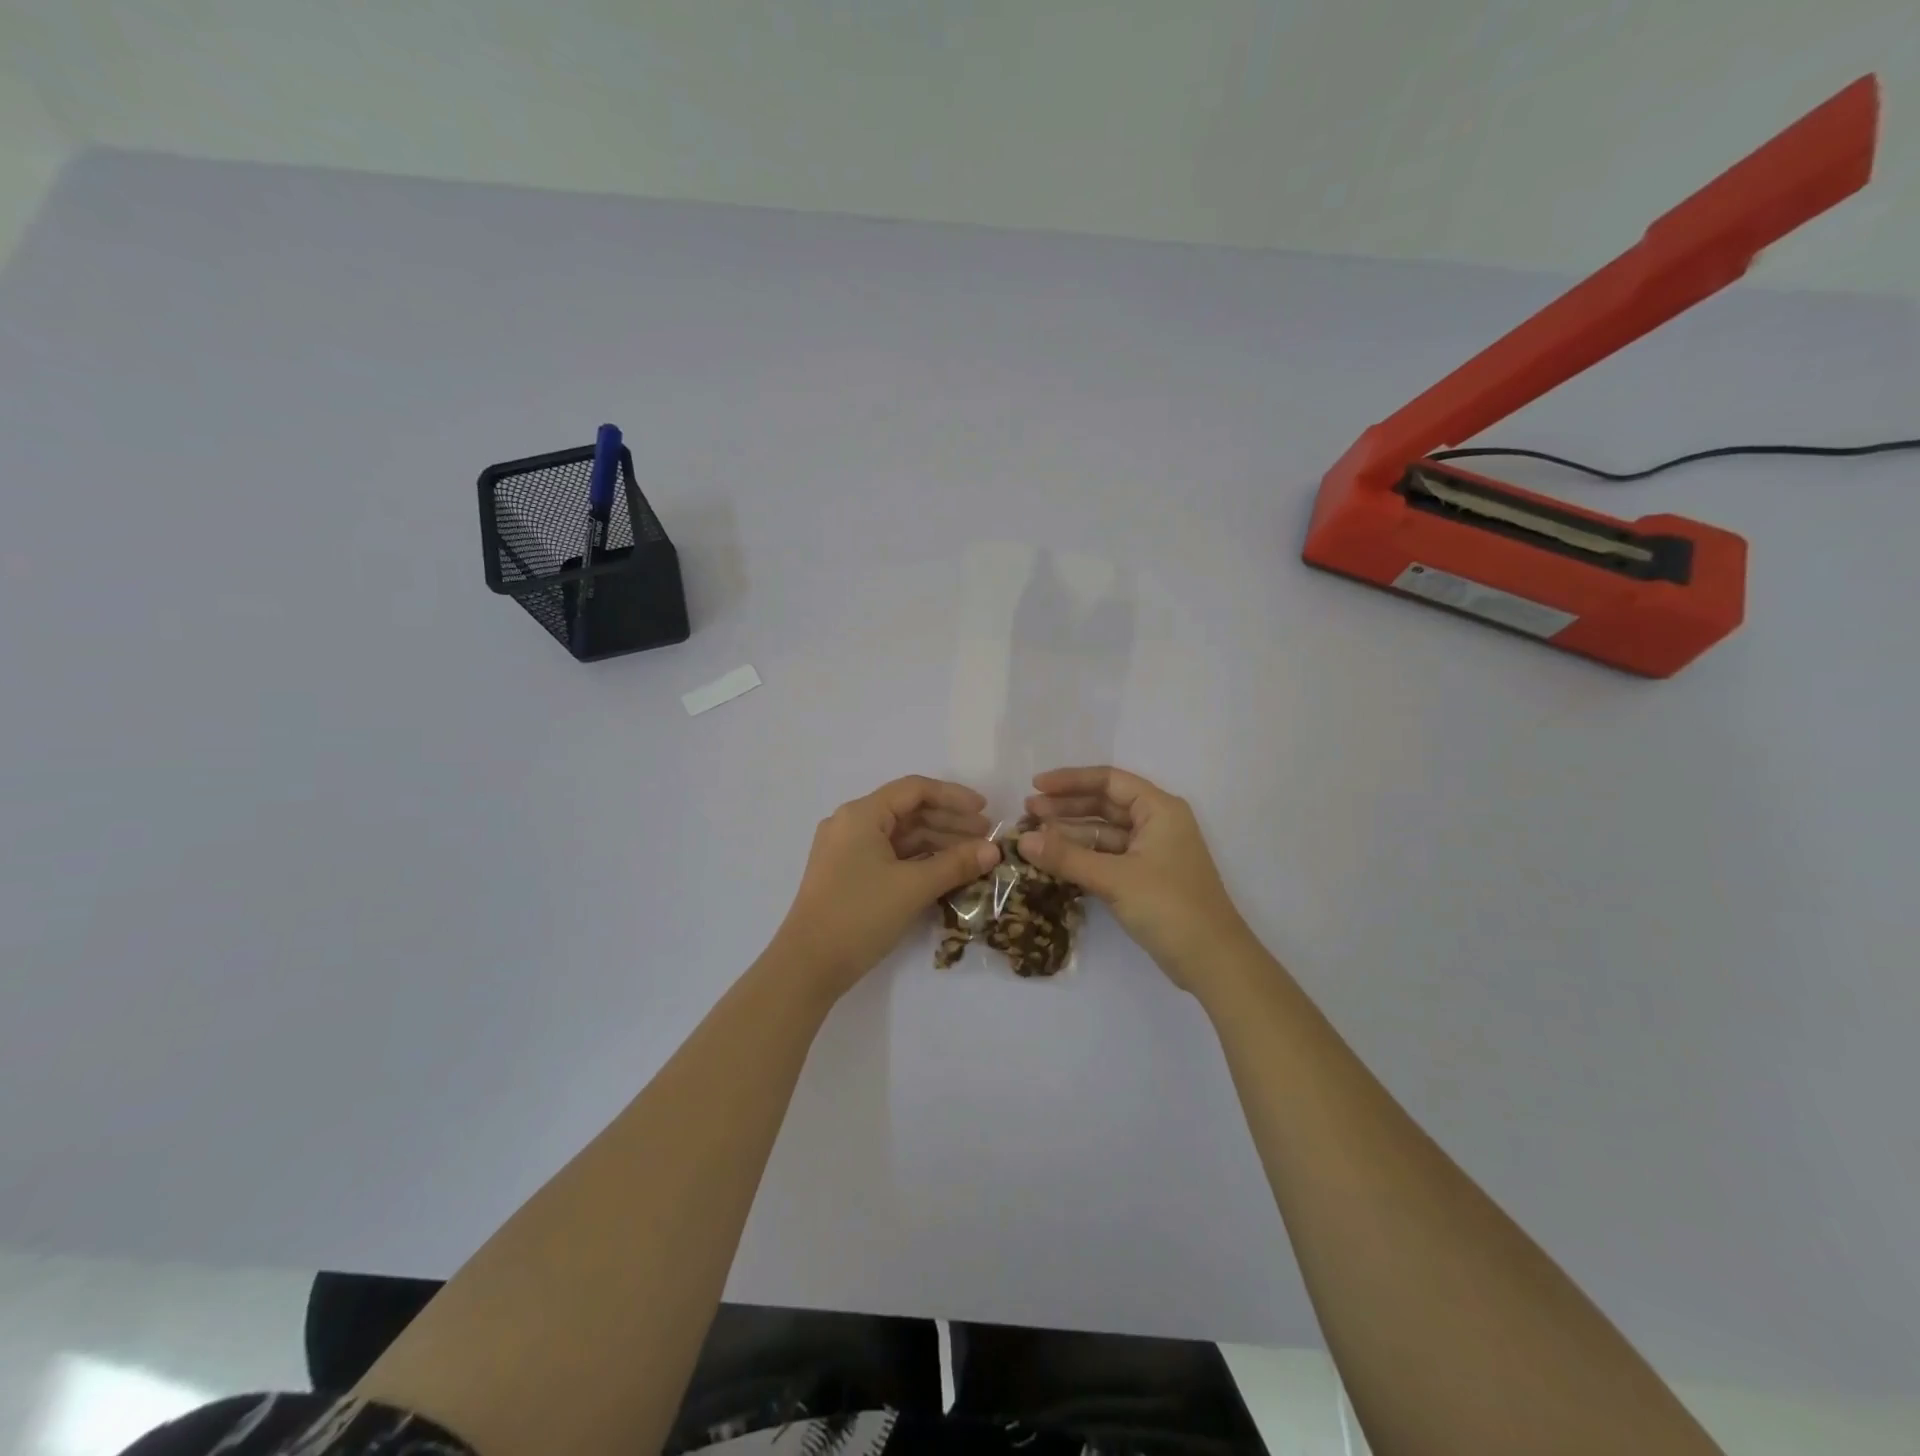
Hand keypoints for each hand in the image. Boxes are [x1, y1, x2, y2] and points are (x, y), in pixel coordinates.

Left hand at [774, 776, 1000, 1000]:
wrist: (807, 966)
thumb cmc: (859, 915)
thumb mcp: (913, 887)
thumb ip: (956, 864)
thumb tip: (994, 850)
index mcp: (861, 815)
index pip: (914, 790)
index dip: (954, 796)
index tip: (985, 810)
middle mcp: (851, 824)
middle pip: (908, 811)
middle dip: (949, 822)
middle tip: (986, 837)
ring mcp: (847, 851)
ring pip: (901, 836)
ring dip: (938, 843)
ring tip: (974, 857)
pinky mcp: (848, 875)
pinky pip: (890, 856)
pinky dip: (919, 860)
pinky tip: (946, 871)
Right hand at [1019, 766, 1251, 993]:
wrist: (1213, 962)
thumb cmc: (1169, 907)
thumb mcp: (1114, 879)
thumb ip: (1067, 857)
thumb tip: (1022, 840)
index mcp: (1159, 809)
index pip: (1109, 781)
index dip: (1070, 781)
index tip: (1035, 786)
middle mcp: (1156, 823)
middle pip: (1104, 804)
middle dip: (1066, 807)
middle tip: (1026, 813)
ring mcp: (1151, 852)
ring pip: (1103, 833)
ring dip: (1070, 834)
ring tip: (1032, 837)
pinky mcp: (1145, 878)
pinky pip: (1107, 857)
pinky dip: (1082, 857)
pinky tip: (1054, 861)